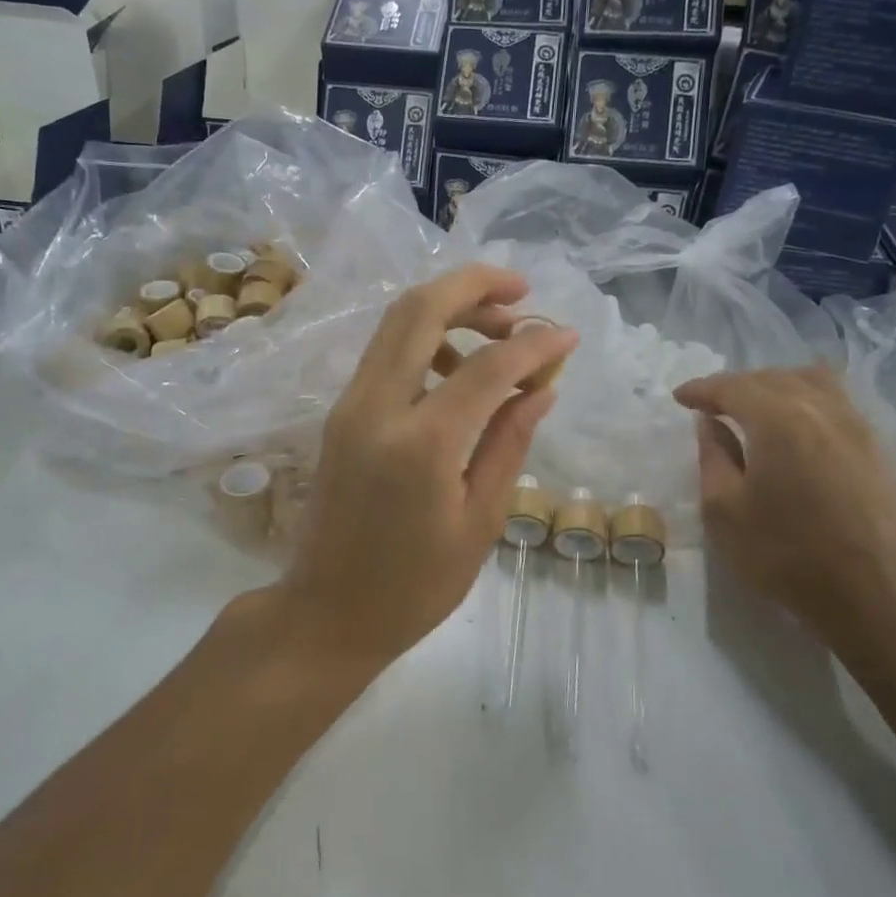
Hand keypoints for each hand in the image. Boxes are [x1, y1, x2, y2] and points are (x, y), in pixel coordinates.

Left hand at [269, 265, 577, 671]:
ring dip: (449, 308)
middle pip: (421, 309)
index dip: (534, 343)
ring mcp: (350, 404)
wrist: (327, 611)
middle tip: (522, 292)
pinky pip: (385, 352)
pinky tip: (458, 367)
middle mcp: (376, 406)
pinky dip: (424, 337)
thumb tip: (541, 386)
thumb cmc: (414, 586)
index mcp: (421, 443)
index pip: (488, 366)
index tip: (568, 335)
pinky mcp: (341, 411)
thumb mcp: (479, 521)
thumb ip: (509, 443)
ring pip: (397, 322)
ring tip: (499, 332)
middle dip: (475, 285)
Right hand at [674, 366, 895, 662]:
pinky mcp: (876, 447)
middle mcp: (820, 408)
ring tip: (754, 408)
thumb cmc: (787, 555)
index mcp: (778, 418)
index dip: (702, 389)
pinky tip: (794, 424)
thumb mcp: (725, 511)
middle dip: (736, 386)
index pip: (732, 387)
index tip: (680, 398)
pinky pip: (835, 401)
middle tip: (710, 405)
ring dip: (774, 385)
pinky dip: (806, 398)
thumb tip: (711, 424)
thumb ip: (713, 457)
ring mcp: (855, 425)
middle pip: (771, 378)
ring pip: (810, 381)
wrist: (876, 596)